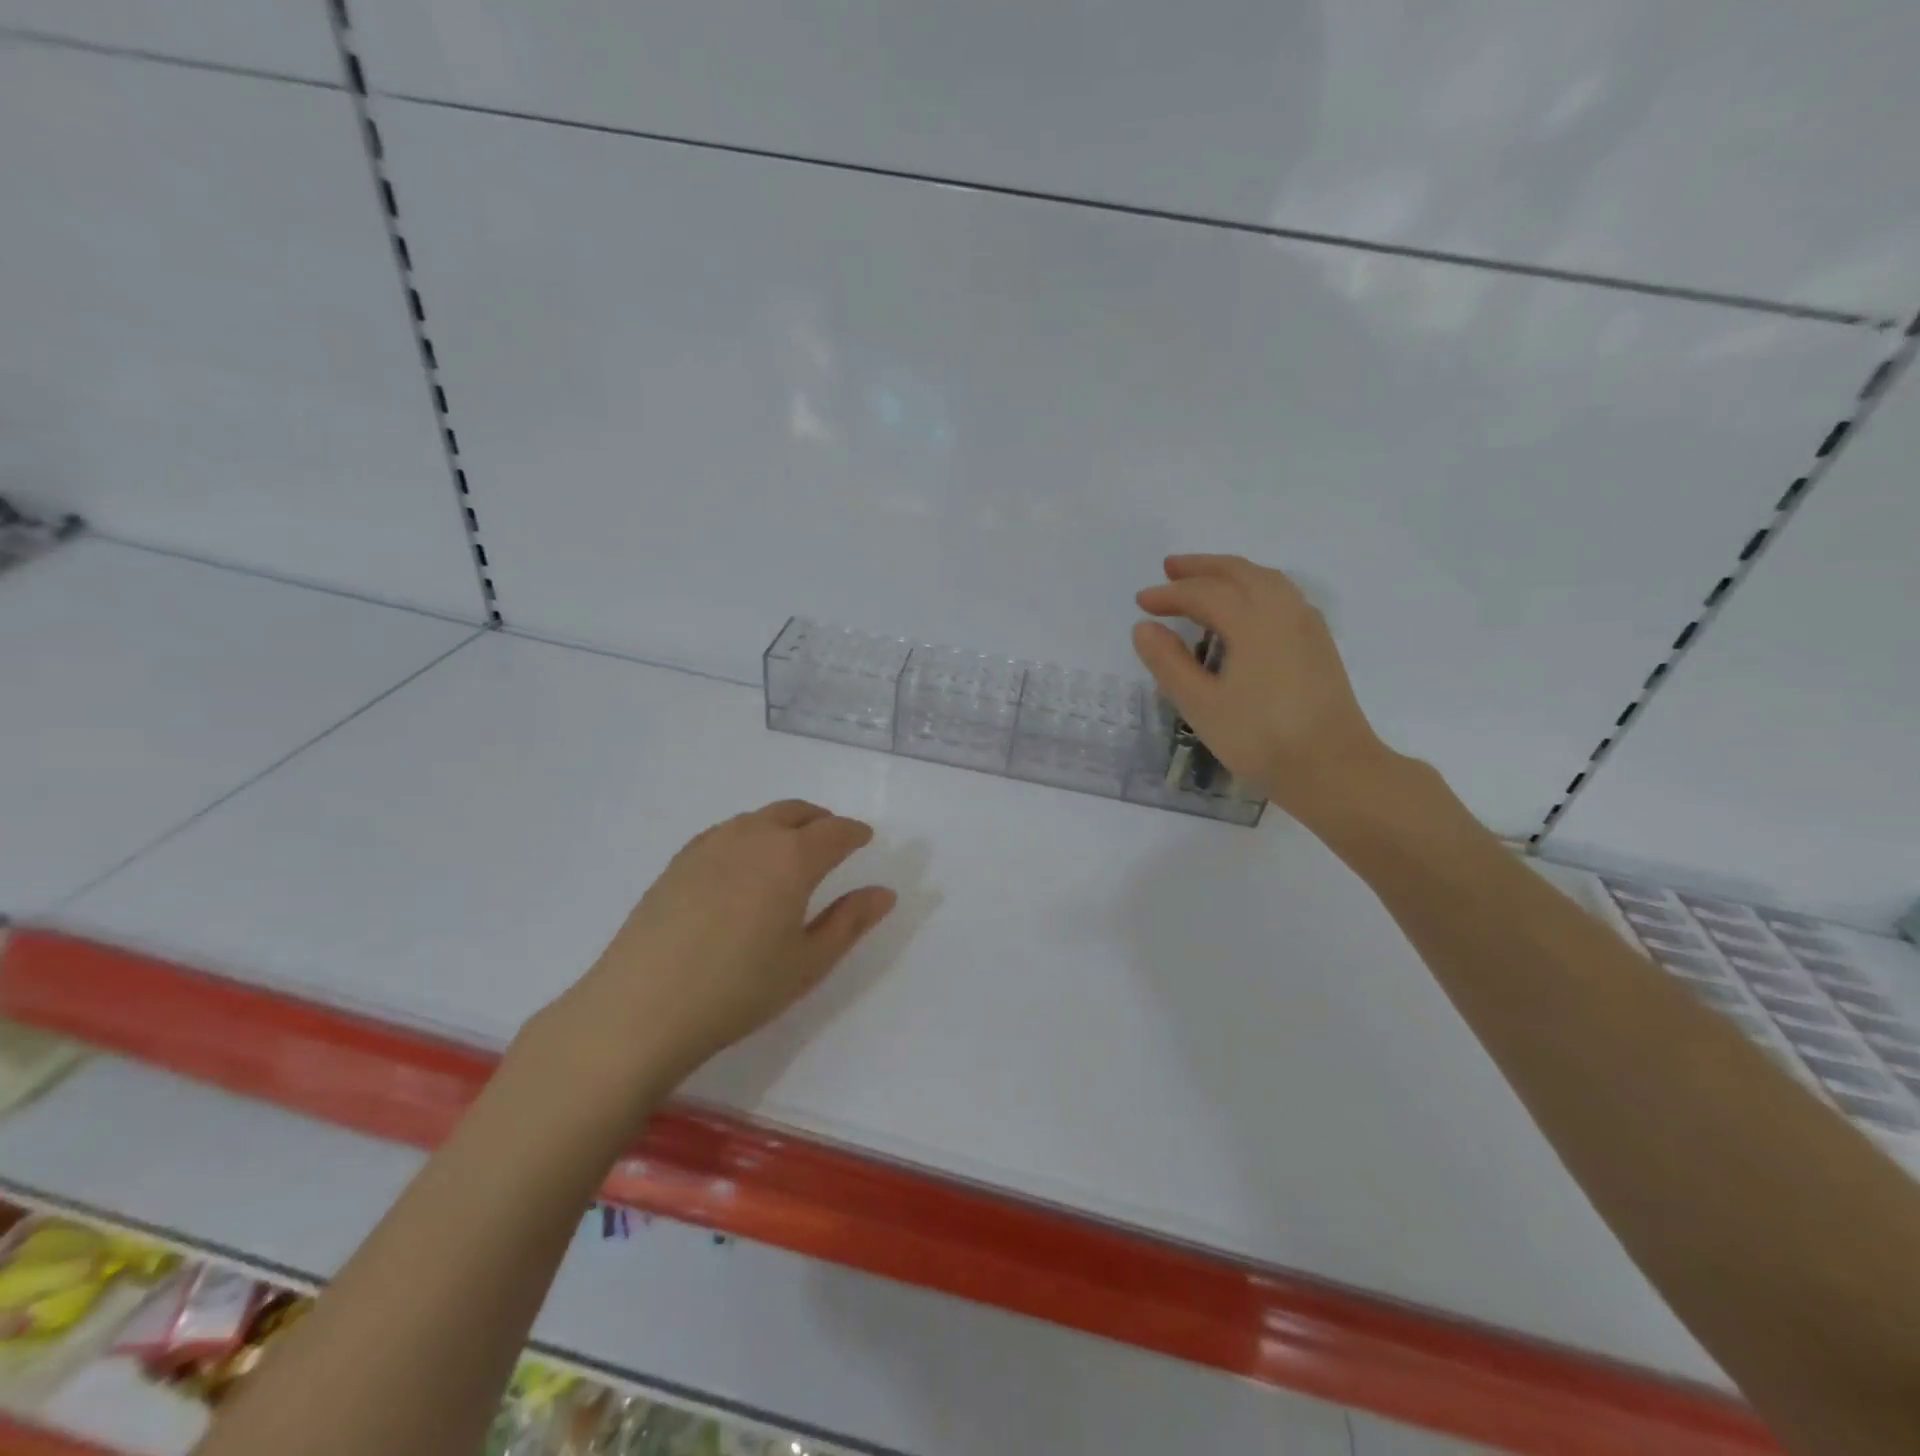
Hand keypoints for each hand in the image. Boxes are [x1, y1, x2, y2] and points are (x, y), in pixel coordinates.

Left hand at [565, 801, 895, 1093]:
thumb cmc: (738, 990)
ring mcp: (710, 845)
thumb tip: (884, 893)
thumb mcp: (808, 963)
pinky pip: (727, 831)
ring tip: (792, 850)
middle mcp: (753, 837)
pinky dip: (749, 834)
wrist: (641, 1008)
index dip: (855, 833)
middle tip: (833, 840)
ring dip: (785, 824)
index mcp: (792, 858)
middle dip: (821, 821)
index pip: (835, 831)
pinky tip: (744, 864)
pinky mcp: (679, 861)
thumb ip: (850, 922)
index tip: (865, 839)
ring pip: (759, 818)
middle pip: (796, 812)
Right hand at [1134, 554, 1391, 814]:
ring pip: (1265, 579)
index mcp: (1252, 620)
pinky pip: (1282, 595)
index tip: (1141, 602)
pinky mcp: (1318, 642)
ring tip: (1204, 580)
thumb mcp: (1201, 705)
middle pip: (1239, 572)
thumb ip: (1168, 663)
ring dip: (1230, 573)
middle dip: (1201, 568)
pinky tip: (1245, 609)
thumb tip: (1145, 628)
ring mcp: (1306, 624)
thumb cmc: (1260, 739)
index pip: (1203, 593)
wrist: (1332, 768)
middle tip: (1169, 569)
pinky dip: (1254, 587)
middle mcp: (1283, 610)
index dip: (1169, 594)